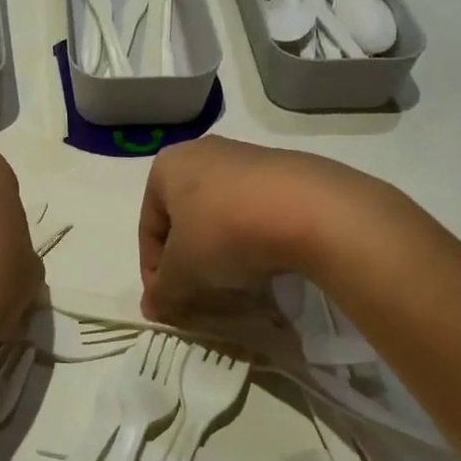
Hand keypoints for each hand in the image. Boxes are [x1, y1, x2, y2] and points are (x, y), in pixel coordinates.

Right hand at [139, 138, 378, 321]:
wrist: (312, 210)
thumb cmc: (226, 232)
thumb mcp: (183, 271)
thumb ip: (162, 292)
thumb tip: (153, 308)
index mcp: (169, 166)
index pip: (148, 226)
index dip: (153, 270)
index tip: (168, 300)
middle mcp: (205, 152)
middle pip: (186, 218)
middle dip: (190, 258)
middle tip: (199, 292)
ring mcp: (250, 157)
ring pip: (223, 214)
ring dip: (223, 249)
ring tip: (237, 282)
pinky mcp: (290, 171)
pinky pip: (259, 211)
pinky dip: (256, 238)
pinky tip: (269, 263)